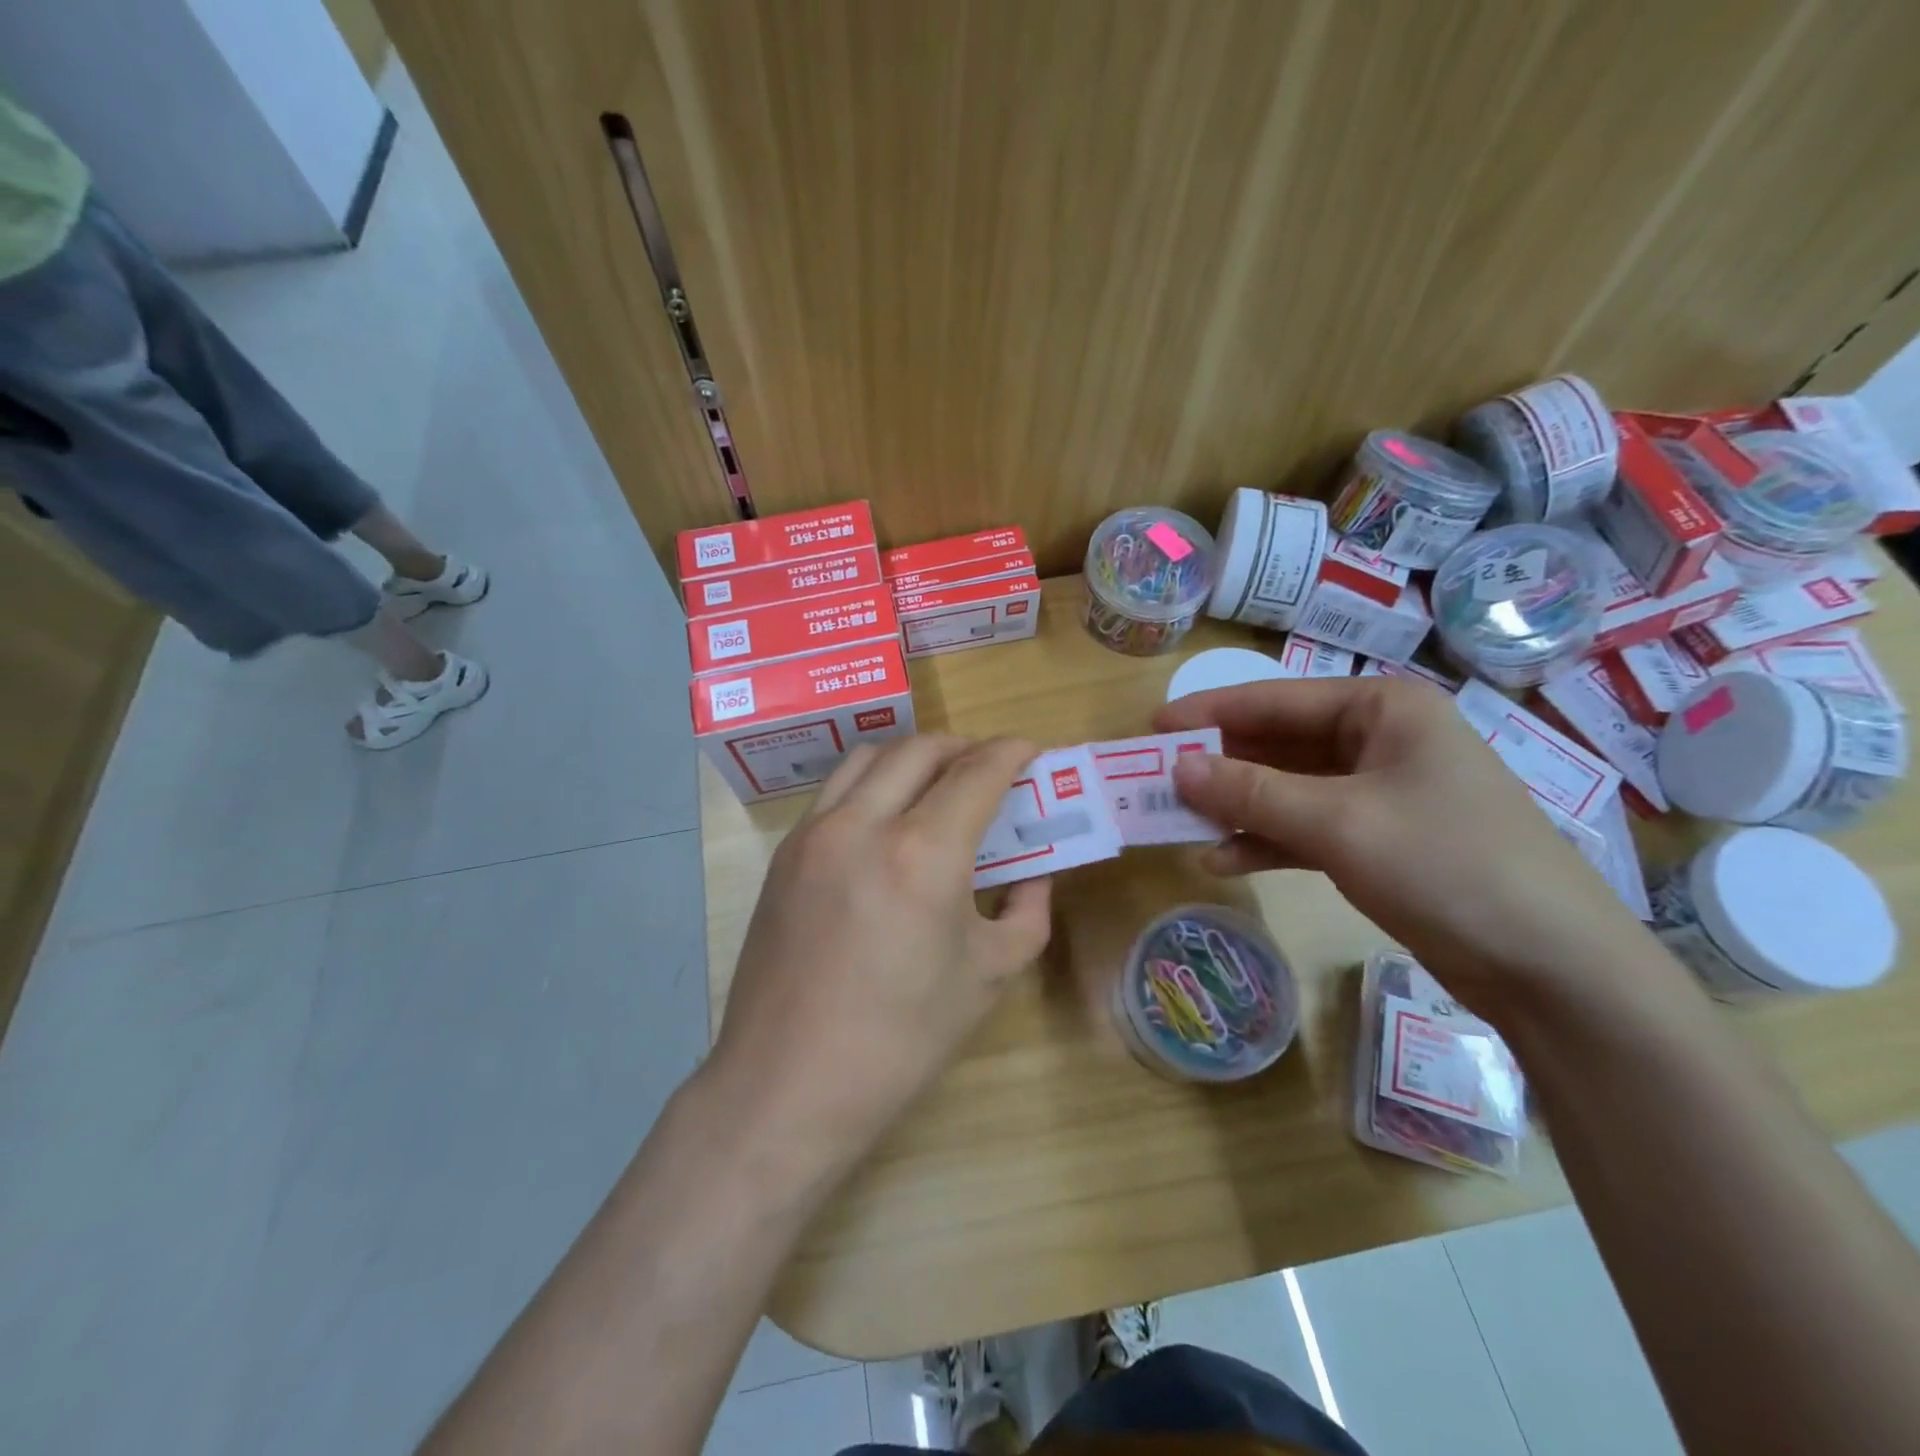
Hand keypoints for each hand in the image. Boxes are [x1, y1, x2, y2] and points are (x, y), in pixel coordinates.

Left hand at [708, 736, 1051, 1174]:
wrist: (790, 1082)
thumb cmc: (901, 1038)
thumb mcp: (987, 976)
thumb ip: (1025, 912)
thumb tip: (1033, 876)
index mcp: (922, 853)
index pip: (976, 773)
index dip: (1010, 752)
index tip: (1029, 749)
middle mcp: (863, 824)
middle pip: (920, 749)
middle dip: (963, 746)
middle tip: (989, 765)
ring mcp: (814, 834)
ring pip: (869, 757)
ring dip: (913, 756)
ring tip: (937, 780)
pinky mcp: (785, 854)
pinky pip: (835, 791)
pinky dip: (872, 782)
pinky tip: (886, 817)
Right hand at [1156, 677, 1652, 1025]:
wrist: (1551, 969)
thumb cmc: (1447, 865)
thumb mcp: (1338, 822)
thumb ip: (1249, 792)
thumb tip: (1176, 767)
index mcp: (1382, 709)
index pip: (1275, 699)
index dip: (1209, 713)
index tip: (1152, 728)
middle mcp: (1380, 740)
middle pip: (1278, 744)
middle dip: (1219, 766)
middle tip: (1156, 781)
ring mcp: (1380, 793)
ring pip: (1287, 788)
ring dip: (1236, 807)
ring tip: (1179, 824)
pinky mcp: (1378, 840)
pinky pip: (1306, 827)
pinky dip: (1266, 841)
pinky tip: (1222, 861)